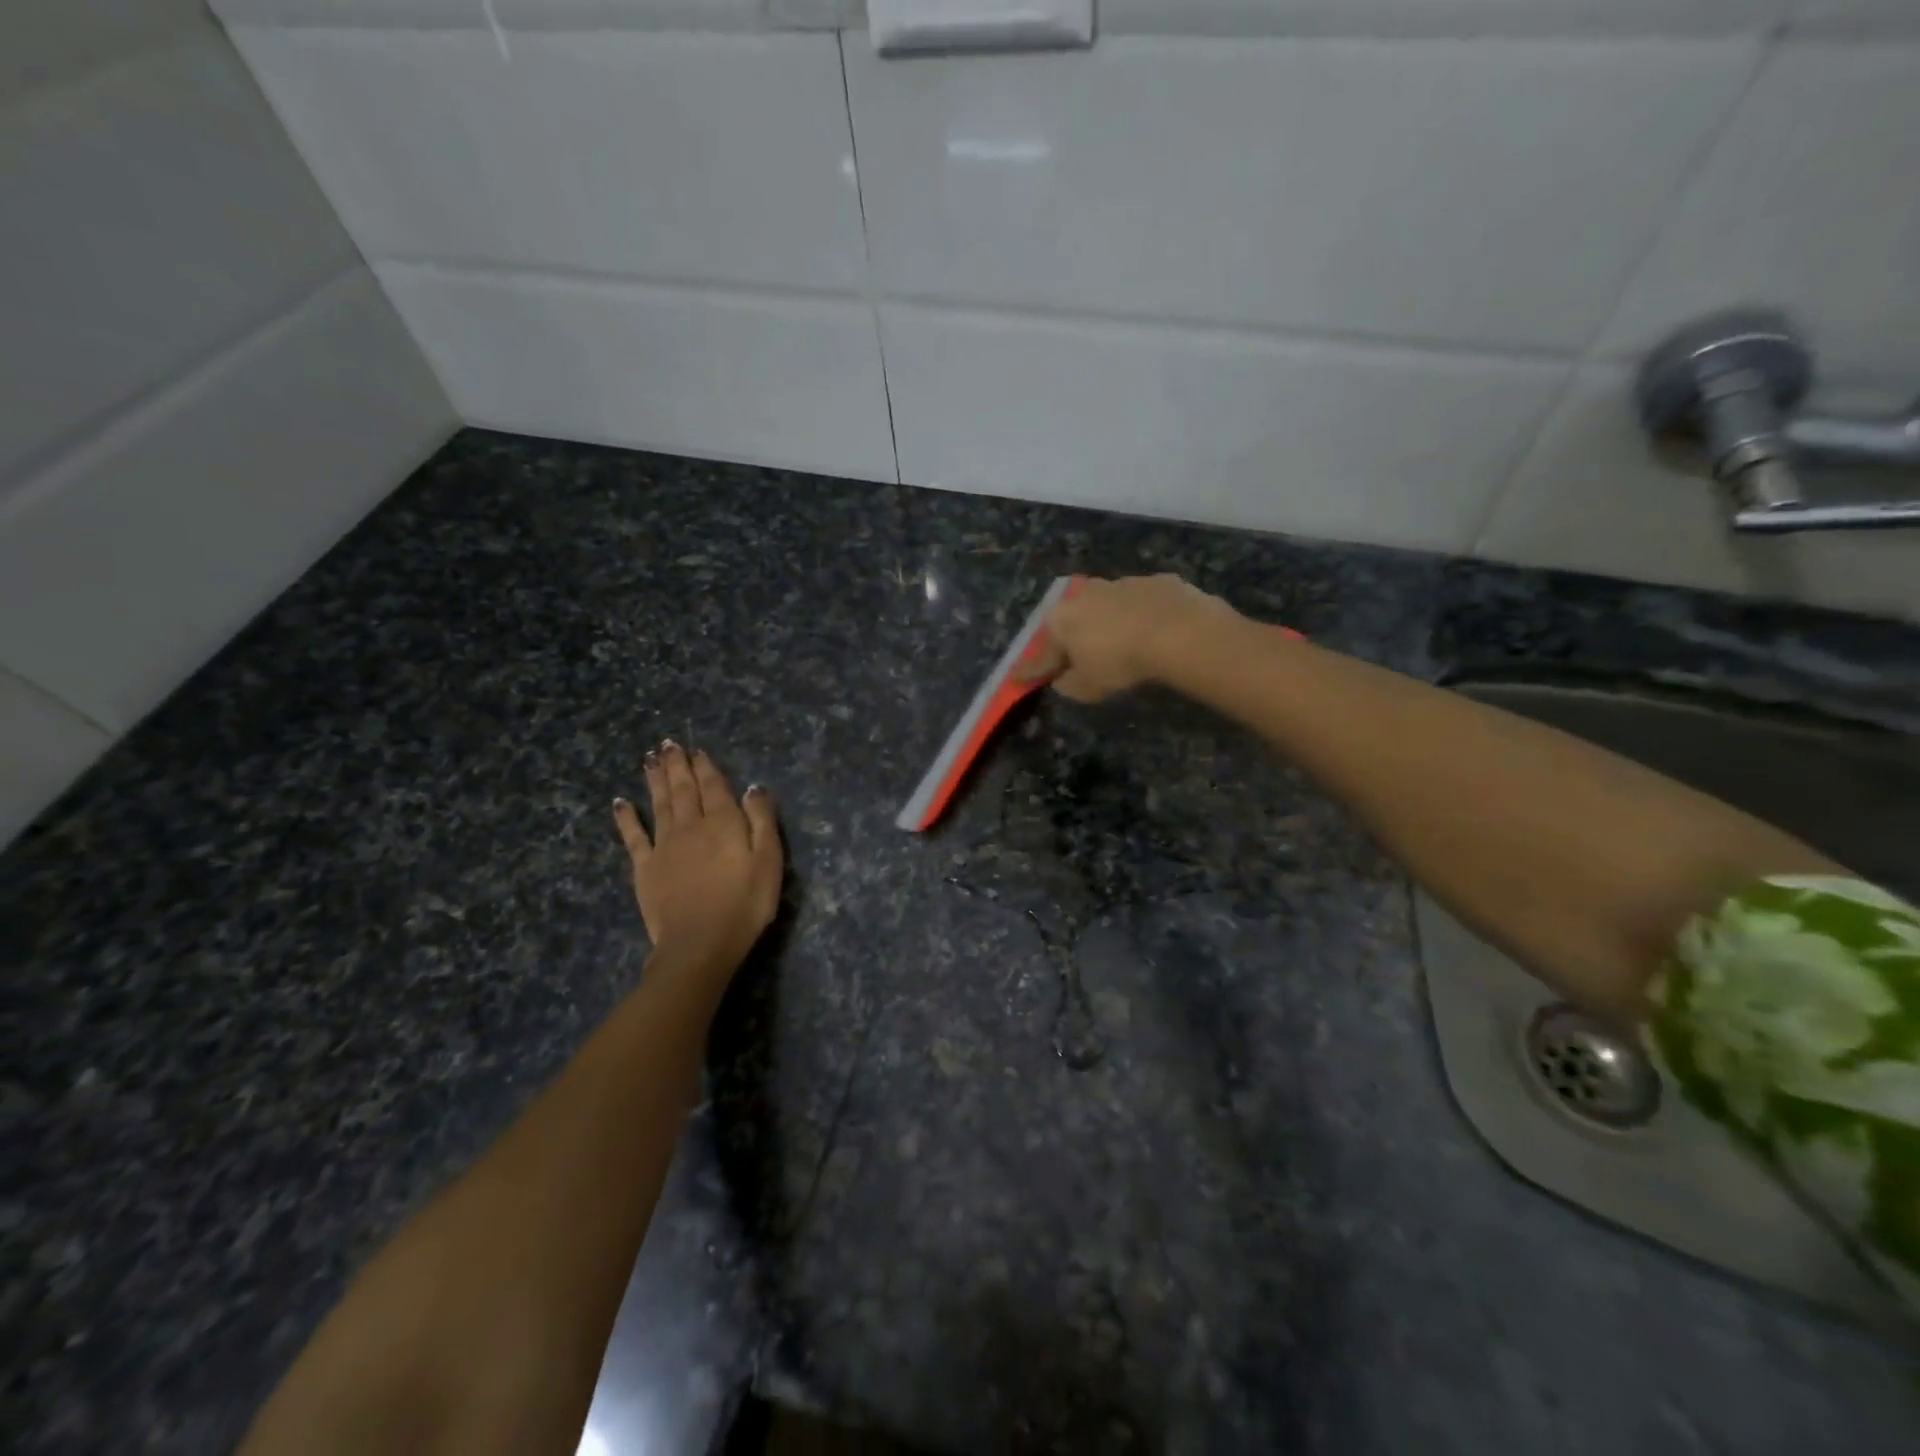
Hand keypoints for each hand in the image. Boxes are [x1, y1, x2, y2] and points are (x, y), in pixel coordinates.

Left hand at [612, 741, 782, 980]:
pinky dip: (626, 817)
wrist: (699, 944)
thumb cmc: (744, 904)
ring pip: (659, 803)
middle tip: (668, 744)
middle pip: (684, 789)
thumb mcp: (769, 861)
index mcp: (723, 823)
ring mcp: (664, 846)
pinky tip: (619, 802)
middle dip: (677, 765)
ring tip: (650, 759)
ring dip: (655, 780)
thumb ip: (762, 821)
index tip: (697, 750)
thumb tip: (753, 788)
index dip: (706, 767)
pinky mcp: (645, 868)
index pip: (714, 787)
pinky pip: (633, 836)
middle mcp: (691, 826)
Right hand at [1020, 574, 1237, 701]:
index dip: (1030, 670)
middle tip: (1073, 656)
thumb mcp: (1086, 687)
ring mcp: (1119, 583)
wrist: (1178, 629)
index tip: (1018, 678)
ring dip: (1105, 622)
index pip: (1041, 653)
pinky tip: (1150, 632)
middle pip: (1070, 621)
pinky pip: (1138, 603)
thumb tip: (1062, 678)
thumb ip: (1067, 684)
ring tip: (1116, 642)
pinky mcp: (1154, 582)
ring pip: (1104, 607)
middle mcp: (1083, 595)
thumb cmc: (1120, 662)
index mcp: (1060, 620)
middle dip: (1069, 638)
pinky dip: (1137, 616)